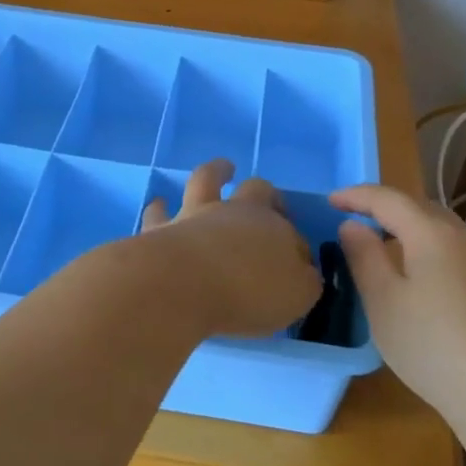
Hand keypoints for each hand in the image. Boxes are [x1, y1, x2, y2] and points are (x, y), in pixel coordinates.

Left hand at [136, 160, 320, 339]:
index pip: (293, 233)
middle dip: (265, 193)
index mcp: (273, 227)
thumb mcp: (296, 295)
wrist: (184, 283)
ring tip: (222, 169)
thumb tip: (305, 274)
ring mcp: (196, 214)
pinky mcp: (161, 228)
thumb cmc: (248, 291)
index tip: (298, 266)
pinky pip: (160, 212)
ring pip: (207, 180)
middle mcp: (236, 211)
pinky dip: (161, 208)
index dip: (297, 247)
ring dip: (217, 172)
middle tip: (267, 199)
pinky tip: (159, 205)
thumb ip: (303, 283)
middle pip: (256, 190)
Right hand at [330, 185, 465, 422]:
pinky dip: (434, 256)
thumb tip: (352, 226)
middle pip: (421, 209)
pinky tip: (427, 286)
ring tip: (390, 252)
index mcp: (432, 233)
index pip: (388, 199)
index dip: (356, 196)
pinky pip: (460, 257)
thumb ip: (364, 257)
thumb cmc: (434, 345)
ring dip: (413, 233)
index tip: (331, 201)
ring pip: (445, 233)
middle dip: (387, 210)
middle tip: (359, 222)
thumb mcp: (383, 302)